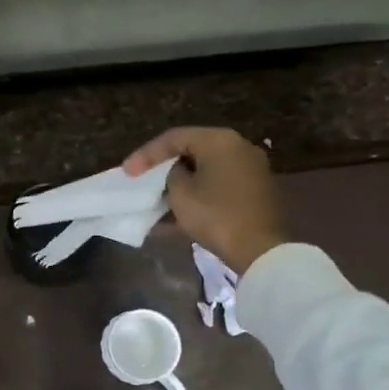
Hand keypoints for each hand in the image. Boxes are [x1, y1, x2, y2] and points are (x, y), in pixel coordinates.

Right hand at [124, 126, 285, 272]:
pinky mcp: (256, 190)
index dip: (146, 154)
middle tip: (143, 179)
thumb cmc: (216, 216)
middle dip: (165, 166)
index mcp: (220, 140)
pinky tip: (181, 211)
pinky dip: (199, 193)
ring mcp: (251, 168)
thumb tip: (179, 173)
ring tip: (159, 198)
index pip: (174, 138)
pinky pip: (220, 184)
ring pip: (206, 169)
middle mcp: (239, 147)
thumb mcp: (181, 193)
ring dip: (182, 183)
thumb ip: (172, 174)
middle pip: (193, 150)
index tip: (127, 172)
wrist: (261, 251)